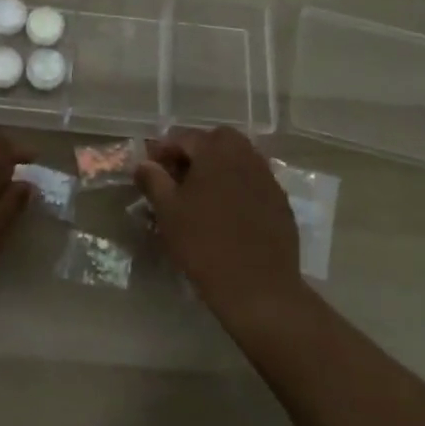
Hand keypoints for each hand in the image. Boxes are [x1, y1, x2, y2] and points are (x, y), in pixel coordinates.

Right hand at [135, 127, 306, 326]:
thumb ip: (153, 181)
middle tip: (180, 175)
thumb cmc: (204, 244)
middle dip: (197, 151)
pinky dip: (239, 186)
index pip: (185, 137)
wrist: (258, 287)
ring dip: (220, 167)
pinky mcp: (281, 202)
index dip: (164, 149)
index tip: (151, 168)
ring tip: (203, 194)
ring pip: (240, 158)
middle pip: (219, 140)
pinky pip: (255, 182)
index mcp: (216, 153)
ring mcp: (267, 179)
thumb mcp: (168, 212)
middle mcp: (245, 157)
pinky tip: (228, 212)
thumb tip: (144, 163)